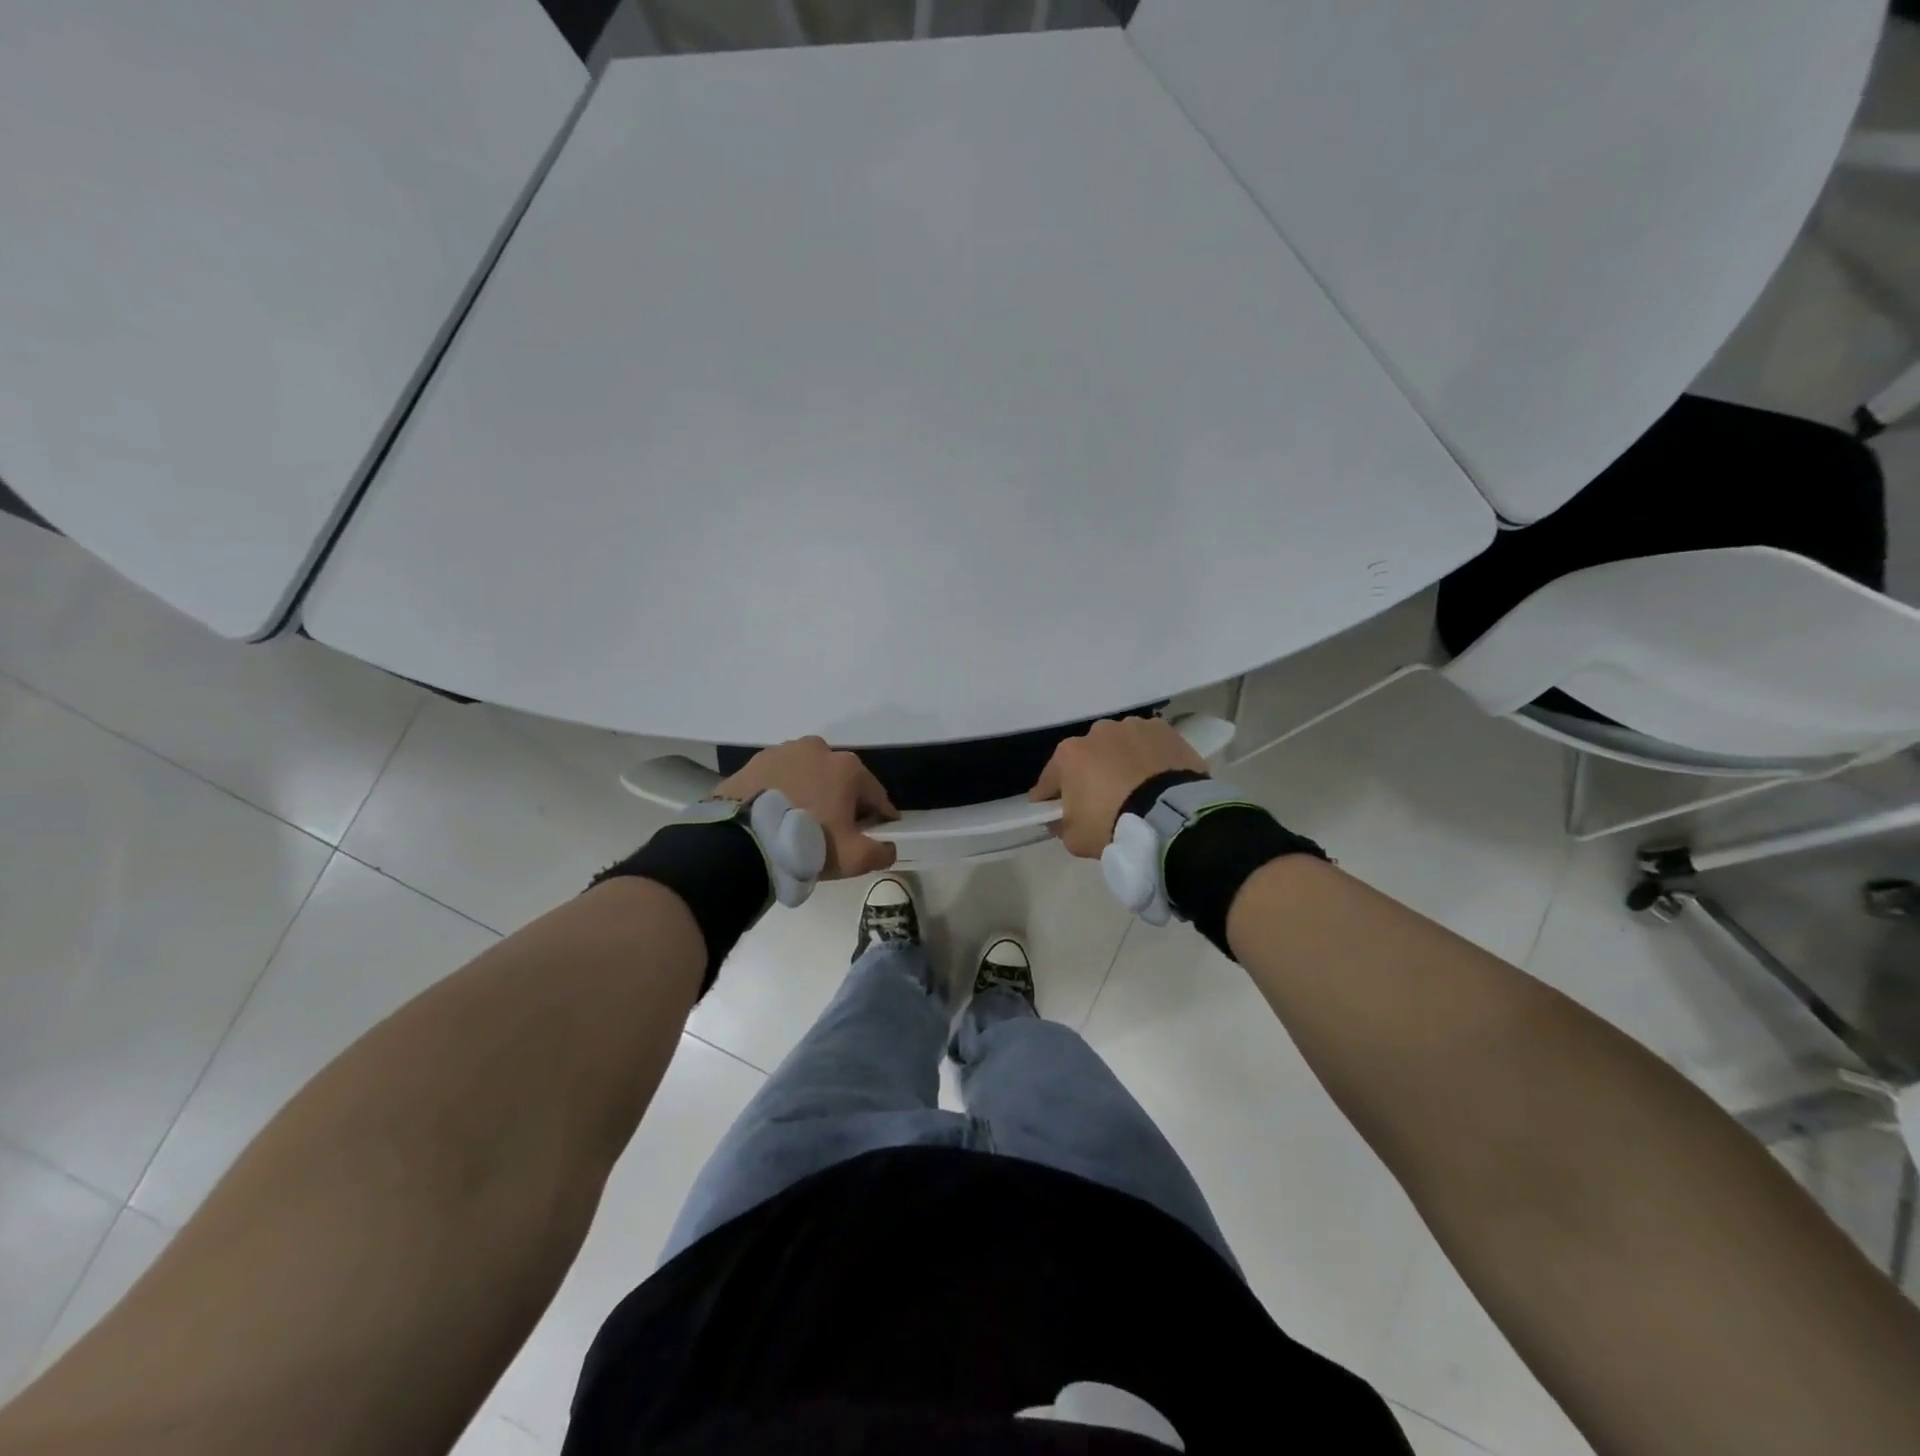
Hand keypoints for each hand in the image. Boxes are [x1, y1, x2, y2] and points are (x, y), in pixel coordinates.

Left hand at [715, 737, 899, 878]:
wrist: (741, 841)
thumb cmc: (807, 843)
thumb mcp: (853, 857)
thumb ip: (880, 852)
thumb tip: (889, 848)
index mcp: (847, 767)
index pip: (874, 794)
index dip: (880, 815)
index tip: (879, 831)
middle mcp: (818, 749)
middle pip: (840, 780)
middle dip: (843, 800)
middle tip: (835, 830)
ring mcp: (783, 752)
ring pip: (809, 775)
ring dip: (812, 792)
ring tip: (801, 822)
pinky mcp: (755, 762)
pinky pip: (779, 778)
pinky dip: (784, 791)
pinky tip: (777, 814)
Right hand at [1030, 716, 1206, 857]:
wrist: (1170, 816)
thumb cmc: (1112, 824)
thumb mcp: (1074, 838)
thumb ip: (1061, 825)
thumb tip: (1061, 818)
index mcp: (1068, 753)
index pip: (1050, 779)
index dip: (1050, 797)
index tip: (1053, 811)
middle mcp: (1097, 732)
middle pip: (1087, 757)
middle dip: (1090, 776)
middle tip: (1101, 802)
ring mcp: (1132, 727)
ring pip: (1119, 747)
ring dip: (1120, 763)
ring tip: (1135, 790)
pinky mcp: (1163, 730)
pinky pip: (1148, 745)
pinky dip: (1148, 758)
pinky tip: (1156, 778)